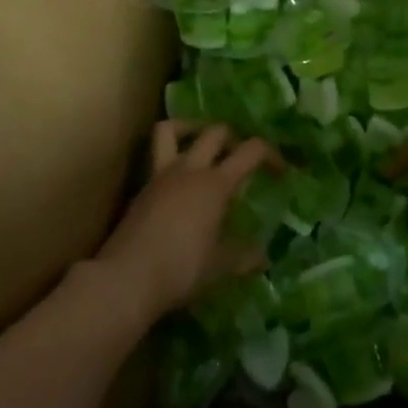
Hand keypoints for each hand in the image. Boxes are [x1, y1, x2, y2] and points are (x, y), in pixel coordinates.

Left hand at [93, 123, 274, 322]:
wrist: (127, 278)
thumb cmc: (181, 269)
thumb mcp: (219, 266)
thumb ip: (243, 256)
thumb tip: (263, 256)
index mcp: (215, 184)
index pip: (251, 151)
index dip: (271, 154)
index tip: (281, 171)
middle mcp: (189, 170)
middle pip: (215, 132)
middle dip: (233, 138)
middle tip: (240, 157)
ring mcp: (161, 175)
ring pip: (171, 129)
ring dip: (189, 128)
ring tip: (201, 145)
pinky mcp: (141, 188)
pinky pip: (156, 157)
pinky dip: (169, 157)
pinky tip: (177, 182)